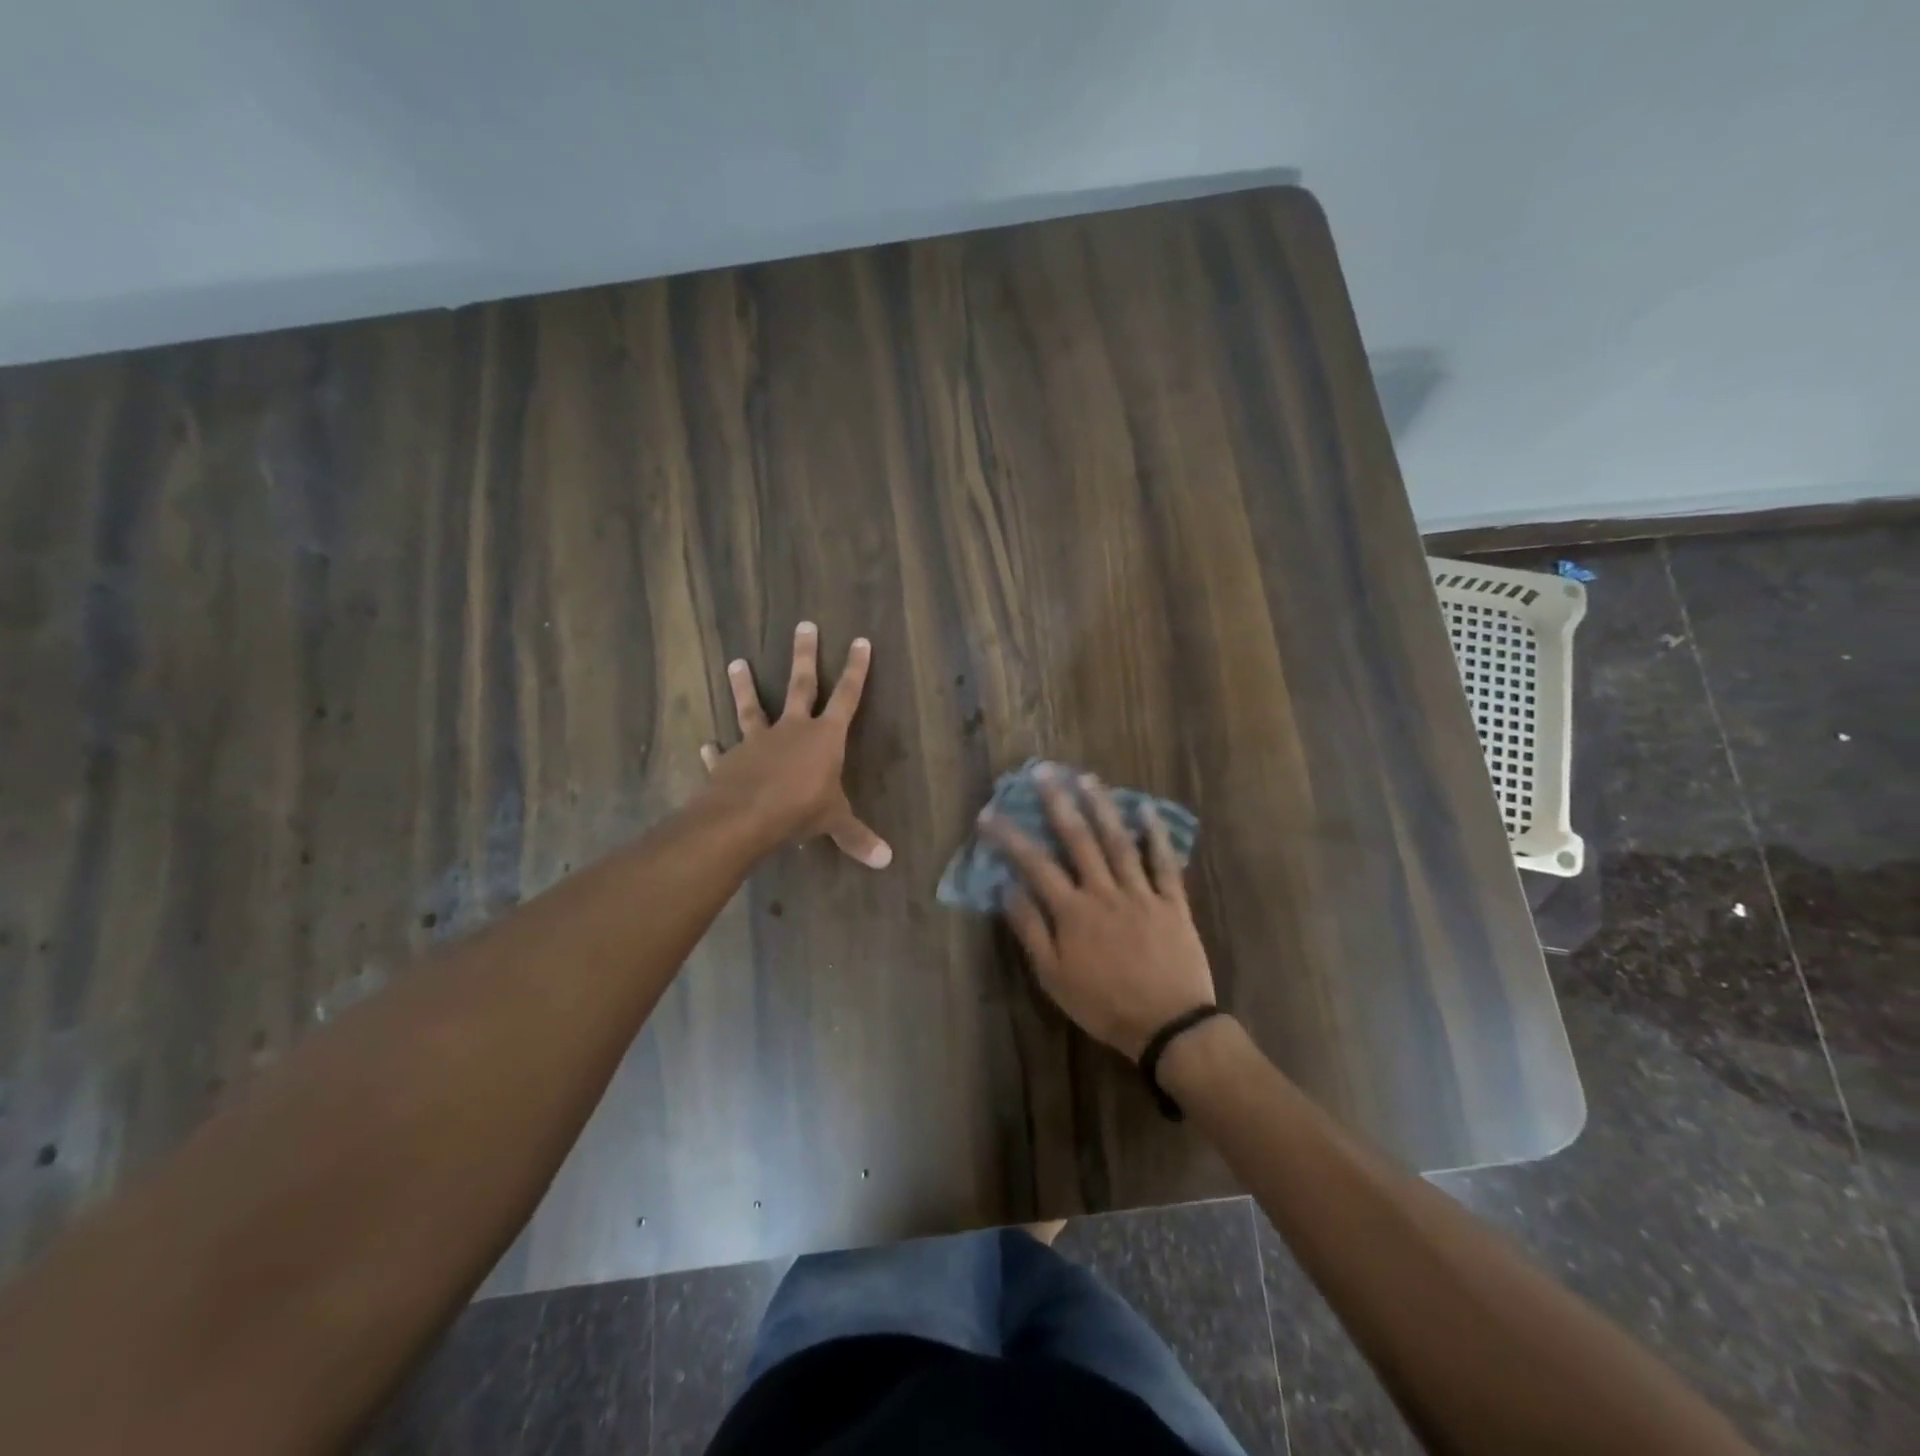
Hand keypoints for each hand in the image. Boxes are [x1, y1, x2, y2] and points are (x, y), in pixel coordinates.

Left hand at [697, 622, 891, 868]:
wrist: (744, 817)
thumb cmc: (799, 810)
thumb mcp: (835, 823)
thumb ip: (858, 838)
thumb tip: (887, 861)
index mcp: (825, 738)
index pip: (847, 697)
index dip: (856, 670)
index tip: (860, 641)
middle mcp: (792, 730)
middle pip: (801, 685)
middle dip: (805, 656)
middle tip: (803, 625)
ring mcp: (757, 741)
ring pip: (752, 707)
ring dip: (744, 685)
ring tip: (735, 661)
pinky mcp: (730, 760)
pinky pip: (722, 752)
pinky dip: (715, 749)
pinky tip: (705, 744)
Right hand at [981, 765, 1214, 1057]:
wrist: (1168, 1025)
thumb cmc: (1104, 1005)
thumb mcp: (1054, 977)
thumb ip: (1031, 930)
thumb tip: (1007, 888)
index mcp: (1073, 911)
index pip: (1034, 864)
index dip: (1009, 837)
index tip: (988, 813)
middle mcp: (1104, 891)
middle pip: (1078, 839)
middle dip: (1057, 802)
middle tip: (1043, 771)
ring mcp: (1141, 893)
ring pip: (1119, 841)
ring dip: (1102, 806)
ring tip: (1087, 777)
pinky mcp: (1172, 902)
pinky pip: (1163, 863)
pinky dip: (1155, 835)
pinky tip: (1146, 810)